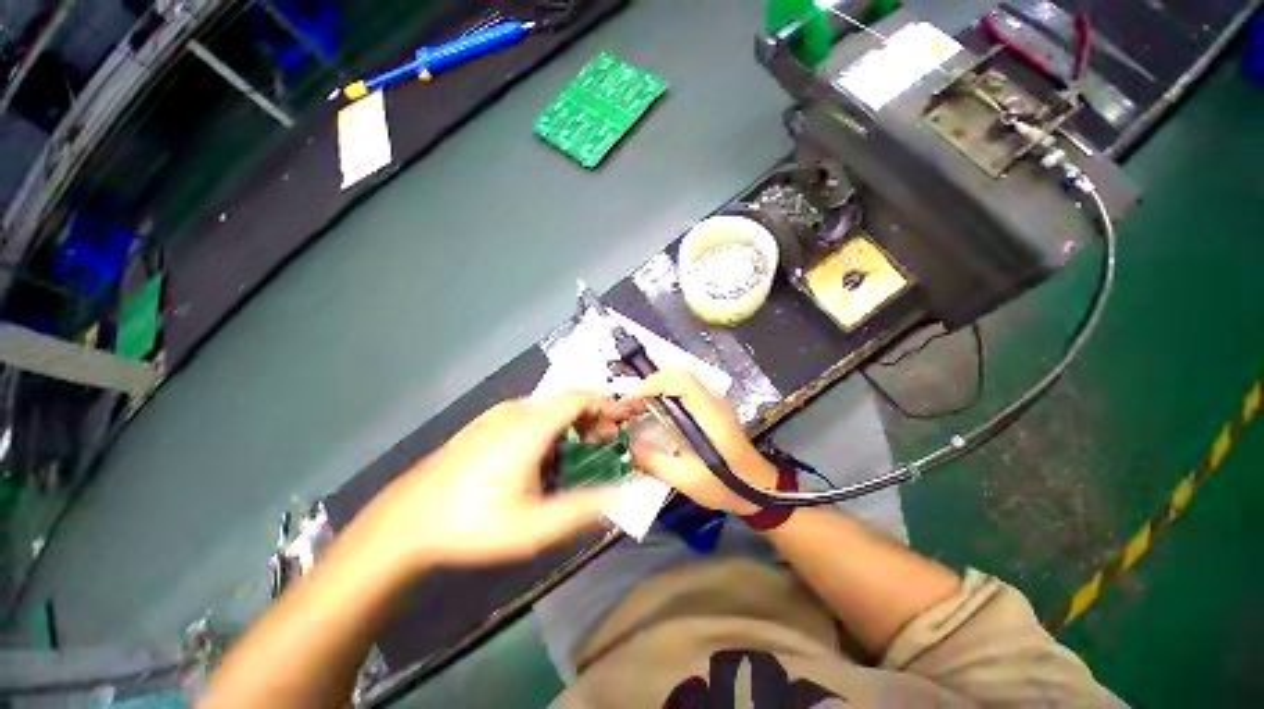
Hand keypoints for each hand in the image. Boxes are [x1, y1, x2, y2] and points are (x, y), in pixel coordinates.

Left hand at [351, 392, 638, 569]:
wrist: (406, 523)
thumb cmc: (473, 523)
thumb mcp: (534, 526)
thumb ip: (583, 509)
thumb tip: (622, 495)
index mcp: (530, 425)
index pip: (579, 398)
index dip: (606, 404)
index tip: (623, 420)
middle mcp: (515, 411)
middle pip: (565, 399)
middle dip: (593, 415)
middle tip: (606, 441)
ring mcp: (496, 416)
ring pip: (547, 406)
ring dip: (571, 420)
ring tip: (581, 448)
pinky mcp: (484, 425)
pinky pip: (529, 414)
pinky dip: (551, 424)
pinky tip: (546, 452)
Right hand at [628, 370, 777, 515]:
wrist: (759, 488)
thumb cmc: (725, 485)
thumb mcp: (686, 480)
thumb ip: (655, 462)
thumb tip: (627, 446)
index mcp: (709, 415)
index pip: (682, 382)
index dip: (654, 383)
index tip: (631, 398)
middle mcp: (713, 401)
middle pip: (681, 374)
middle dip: (652, 381)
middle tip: (631, 401)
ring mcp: (715, 401)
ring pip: (683, 377)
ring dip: (658, 384)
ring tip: (639, 402)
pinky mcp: (713, 406)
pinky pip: (686, 387)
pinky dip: (667, 389)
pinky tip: (657, 407)